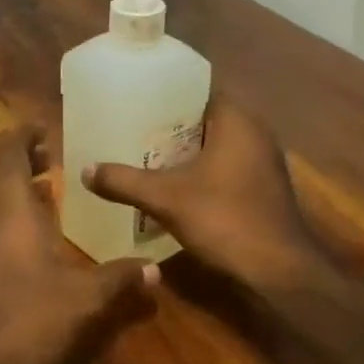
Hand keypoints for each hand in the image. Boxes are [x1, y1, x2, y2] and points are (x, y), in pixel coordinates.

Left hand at [0, 127, 157, 363]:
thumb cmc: (27, 319)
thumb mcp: (84, 299)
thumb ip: (119, 279)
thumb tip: (156, 268)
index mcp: (11, 211)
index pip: (9, 155)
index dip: (24, 135)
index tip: (47, 127)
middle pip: (0, 176)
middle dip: (25, 161)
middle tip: (57, 156)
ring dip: (20, 191)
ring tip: (55, 189)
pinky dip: (16, 219)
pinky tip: (42, 238)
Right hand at [83, 98, 317, 289]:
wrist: (279, 272)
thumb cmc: (225, 220)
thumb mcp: (165, 199)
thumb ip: (124, 181)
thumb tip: (85, 170)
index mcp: (237, 121)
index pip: (198, 91)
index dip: (166, 95)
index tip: (135, 102)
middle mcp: (255, 133)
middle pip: (204, 118)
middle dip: (169, 126)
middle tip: (132, 130)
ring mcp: (263, 162)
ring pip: (215, 145)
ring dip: (185, 151)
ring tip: (145, 156)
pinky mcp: (264, 187)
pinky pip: (225, 166)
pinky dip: (201, 171)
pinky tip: (174, 185)